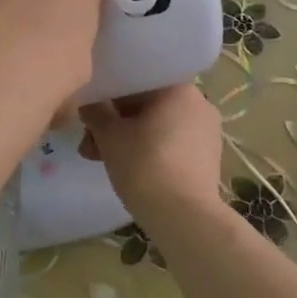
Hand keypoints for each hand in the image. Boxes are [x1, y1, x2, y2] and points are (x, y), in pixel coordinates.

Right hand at [79, 84, 223, 227]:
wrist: (184, 217)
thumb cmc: (145, 166)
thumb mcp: (110, 136)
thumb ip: (96, 112)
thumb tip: (89, 102)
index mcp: (178, 87)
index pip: (135, 80)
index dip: (107, 96)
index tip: (88, 117)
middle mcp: (198, 101)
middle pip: (145, 105)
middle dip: (114, 124)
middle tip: (88, 146)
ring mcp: (206, 130)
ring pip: (157, 125)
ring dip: (127, 139)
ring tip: (99, 161)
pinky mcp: (208, 156)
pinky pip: (171, 143)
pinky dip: (149, 150)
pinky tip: (128, 170)